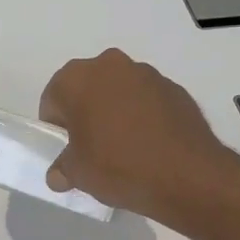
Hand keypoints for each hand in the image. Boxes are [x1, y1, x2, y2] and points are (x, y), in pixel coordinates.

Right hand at [38, 49, 239, 220]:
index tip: (68, 149)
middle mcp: (110, 65)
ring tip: (125, 147)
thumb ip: (62, 168)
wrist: (186, 174)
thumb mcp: (78, 174)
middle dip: (86, 112)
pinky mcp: (174, 88)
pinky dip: (144, 116)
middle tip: (93, 146)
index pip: (53, 99)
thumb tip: (59, 174)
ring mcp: (146, 74)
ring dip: (116, 111)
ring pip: (119, 91)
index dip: (57, 127)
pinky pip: (147, 100)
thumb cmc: (117, 166)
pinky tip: (150, 145)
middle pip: (87, 89)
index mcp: (76, 79)